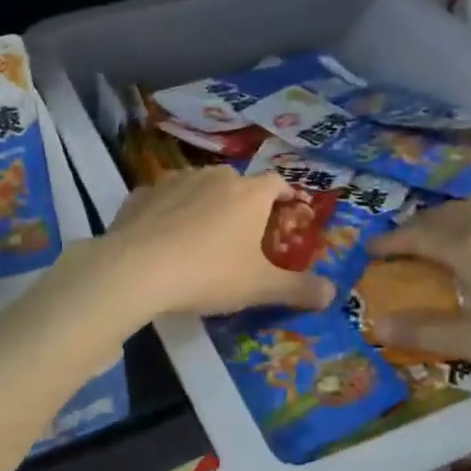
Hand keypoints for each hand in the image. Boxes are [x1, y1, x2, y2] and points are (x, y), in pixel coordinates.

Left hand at [101, 166, 334, 316]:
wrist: (137, 268)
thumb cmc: (210, 273)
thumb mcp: (260, 287)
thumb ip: (298, 289)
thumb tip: (333, 293)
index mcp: (249, 193)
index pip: (277, 183)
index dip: (286, 195)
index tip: (289, 209)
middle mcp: (215, 177)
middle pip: (237, 183)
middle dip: (243, 202)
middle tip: (243, 231)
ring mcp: (175, 181)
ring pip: (198, 186)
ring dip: (204, 203)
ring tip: (202, 233)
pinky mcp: (141, 194)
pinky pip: (163, 199)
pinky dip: (168, 211)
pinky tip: (163, 235)